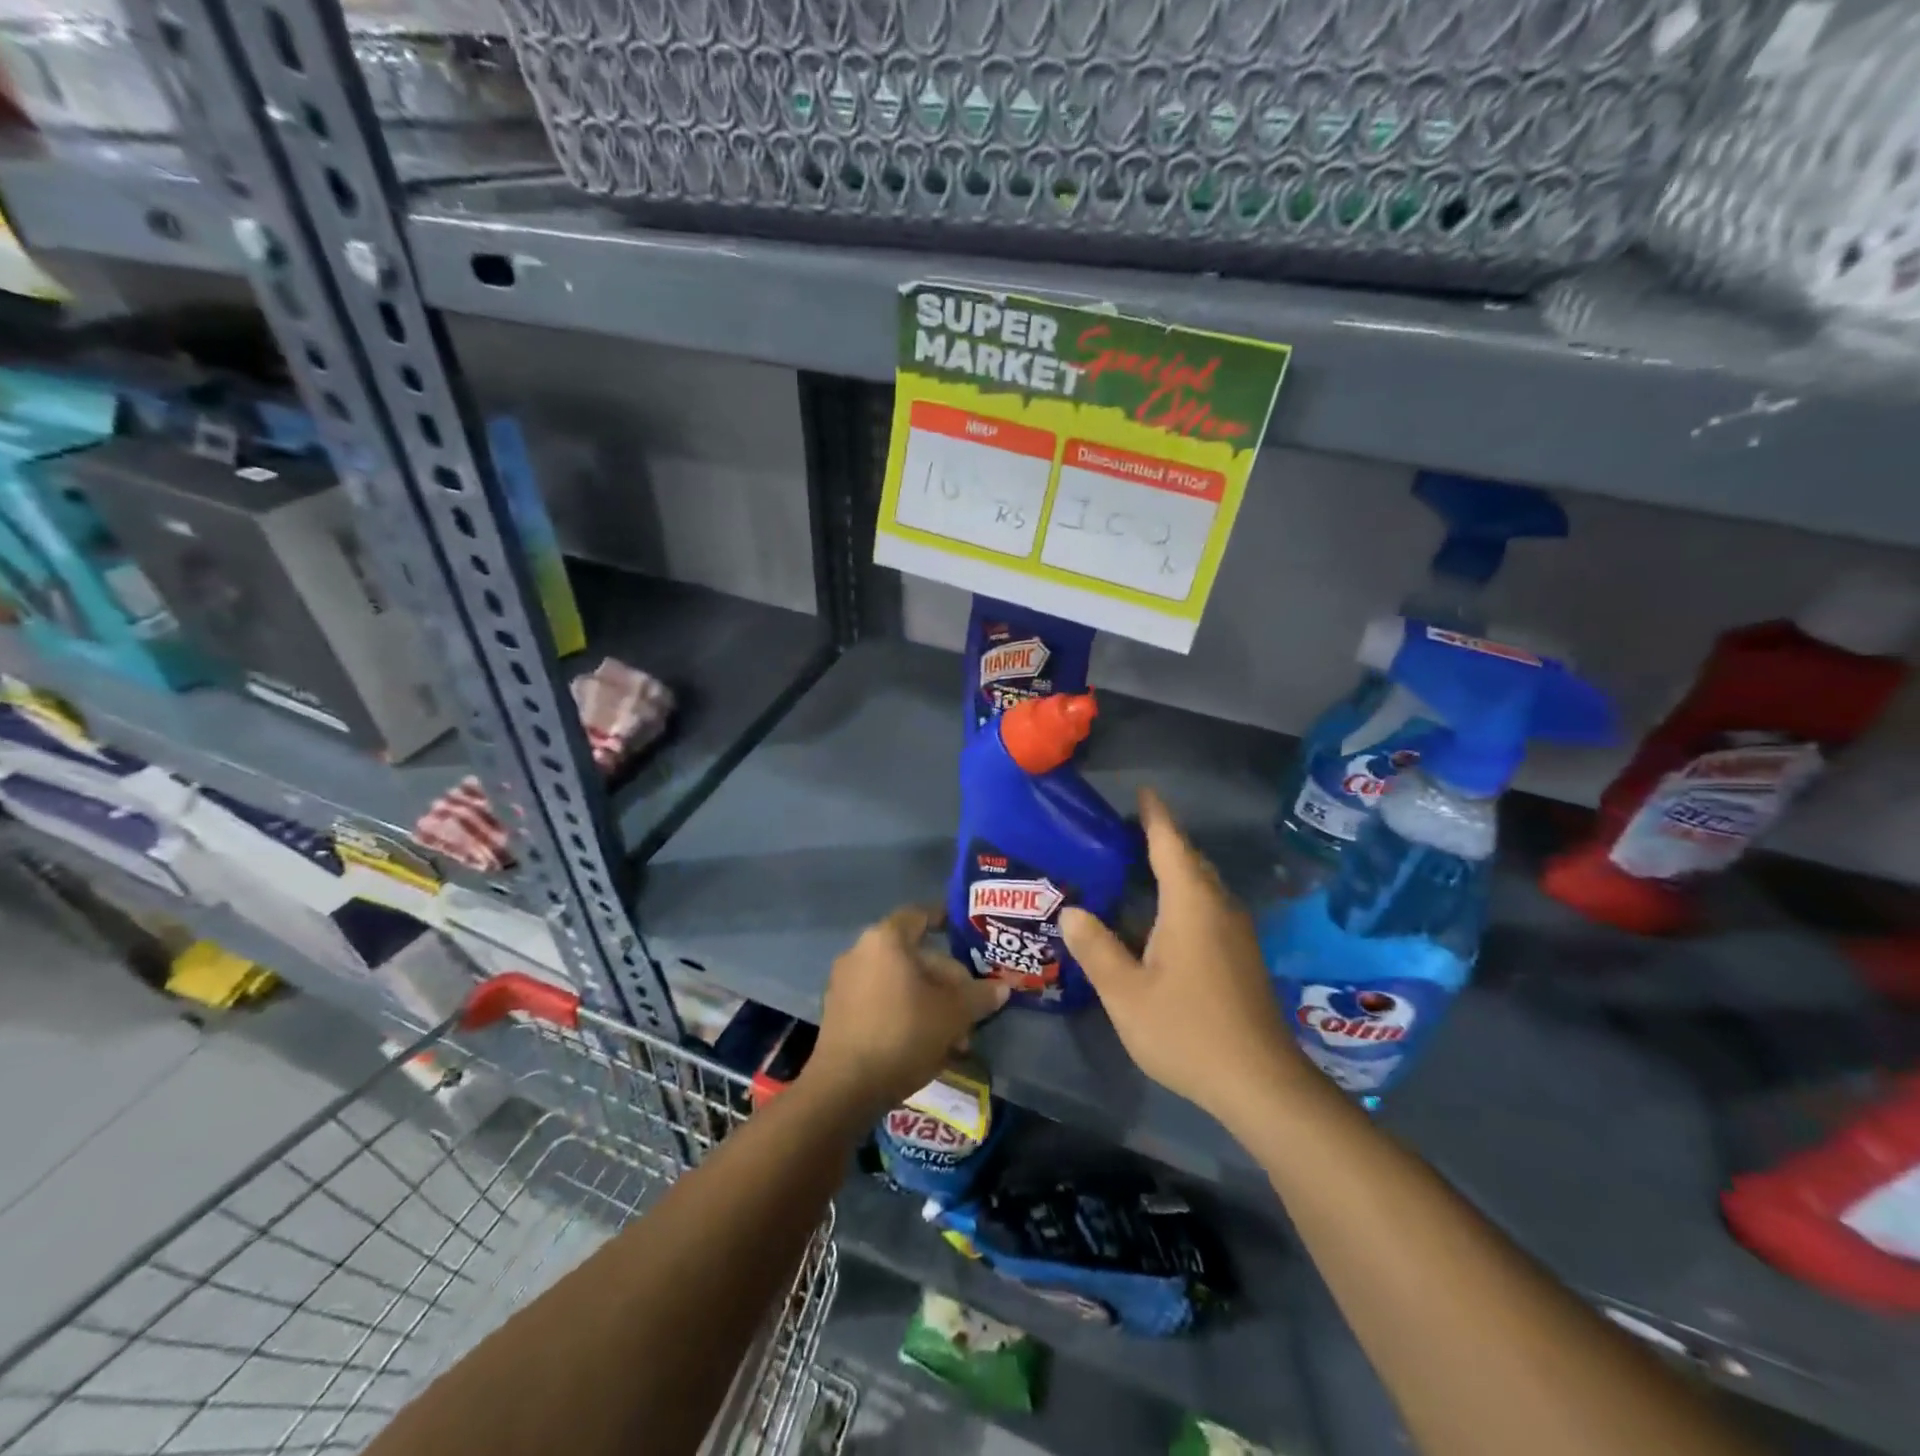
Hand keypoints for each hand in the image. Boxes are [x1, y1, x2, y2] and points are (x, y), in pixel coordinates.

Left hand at [806, 905, 1008, 1111]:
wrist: (844, 1088)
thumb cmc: (903, 1033)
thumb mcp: (953, 1014)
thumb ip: (979, 996)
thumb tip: (1002, 987)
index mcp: (886, 940)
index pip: (921, 916)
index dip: (945, 920)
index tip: (966, 933)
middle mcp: (860, 952)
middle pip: (914, 956)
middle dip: (946, 982)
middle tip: (971, 1009)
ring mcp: (845, 983)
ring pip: (900, 984)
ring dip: (929, 1003)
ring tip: (956, 1037)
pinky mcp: (839, 1014)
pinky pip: (881, 1003)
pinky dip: (905, 1015)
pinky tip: (927, 1046)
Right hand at [1062, 788, 1304, 1127]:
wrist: (1260, 1083)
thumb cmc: (1187, 1031)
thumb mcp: (1126, 993)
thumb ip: (1096, 948)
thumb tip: (1072, 910)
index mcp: (1191, 904)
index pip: (1170, 844)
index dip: (1155, 815)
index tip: (1142, 791)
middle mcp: (1219, 908)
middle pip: (1190, 860)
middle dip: (1162, 840)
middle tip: (1123, 832)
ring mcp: (1236, 933)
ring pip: (1202, 885)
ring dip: (1173, 870)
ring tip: (1136, 867)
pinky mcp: (1241, 956)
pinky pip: (1208, 907)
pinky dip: (1183, 896)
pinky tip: (1159, 918)